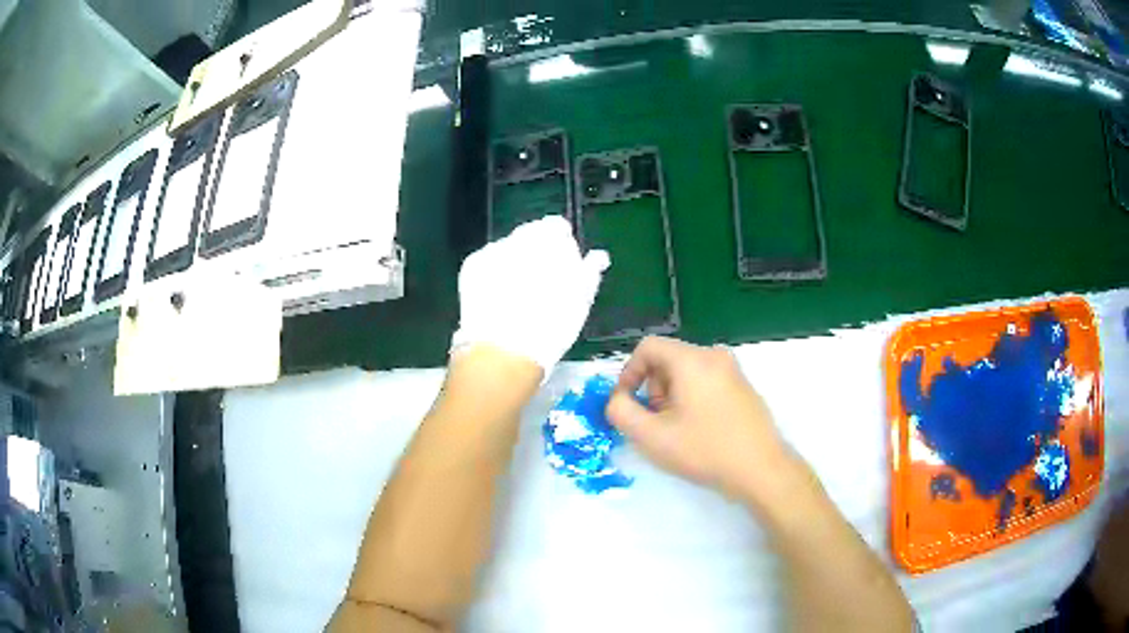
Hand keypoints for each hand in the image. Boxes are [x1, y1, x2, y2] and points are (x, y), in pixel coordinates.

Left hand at [451, 216, 608, 372]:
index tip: (563, 262)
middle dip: (536, 251)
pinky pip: (487, 261)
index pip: (556, 226)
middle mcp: (519, 238)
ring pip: (508, 248)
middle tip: (541, 281)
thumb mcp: (580, 301)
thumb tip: (598, 256)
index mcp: (550, 242)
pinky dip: (493, 273)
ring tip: (517, 293)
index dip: (561, 243)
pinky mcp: (472, 266)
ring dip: (514, 262)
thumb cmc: (550, 327)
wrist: (503, 351)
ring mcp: (492, 251)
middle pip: (530, 235)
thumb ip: (589, 271)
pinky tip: (498, 296)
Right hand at [606, 336, 799, 502]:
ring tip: (676, 429)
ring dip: (671, 395)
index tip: (627, 403)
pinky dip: (692, 398)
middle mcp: (714, 356)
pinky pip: (706, 381)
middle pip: (668, 359)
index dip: (629, 373)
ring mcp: (733, 370)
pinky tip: (699, 430)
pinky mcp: (743, 386)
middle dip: (652, 388)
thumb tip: (617, 400)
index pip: (648, 347)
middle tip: (654, 422)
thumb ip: (621, 412)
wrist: (761, 469)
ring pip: (687, 372)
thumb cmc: (705, 450)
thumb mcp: (652, 436)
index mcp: (692, 360)